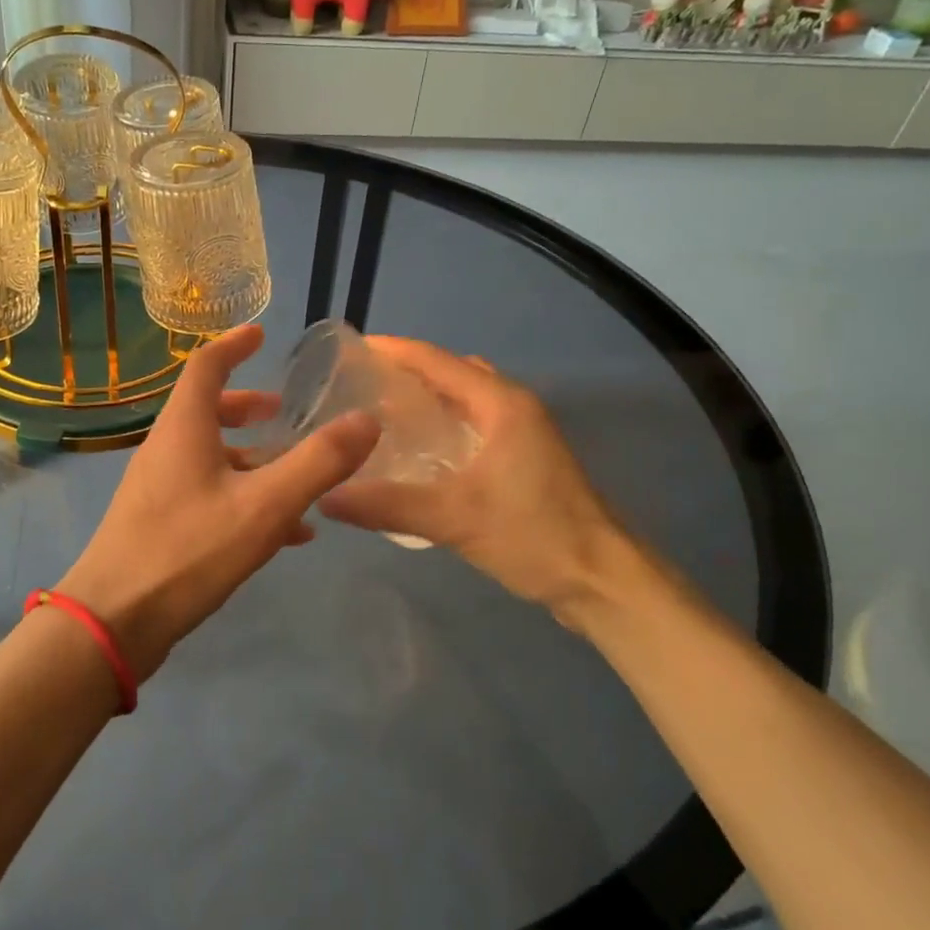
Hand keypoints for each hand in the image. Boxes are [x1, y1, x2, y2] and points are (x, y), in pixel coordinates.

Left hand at [56, 324, 378, 679]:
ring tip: (297, 473)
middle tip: (283, 412)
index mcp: (184, 428)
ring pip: (211, 456)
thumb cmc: (188, 550)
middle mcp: (166, 449)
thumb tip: (367, 420)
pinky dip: (245, 496)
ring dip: (252, 456)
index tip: (261, 334)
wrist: (113, 622)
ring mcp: (159, 488)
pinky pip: (209, 494)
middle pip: (207, 410)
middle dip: (248, 407)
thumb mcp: (264, 506)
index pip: (206, 366)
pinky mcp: (160, 524)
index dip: (234, 345)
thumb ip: (318, 463)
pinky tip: (285, 531)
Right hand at [318, 338, 645, 629]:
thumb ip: (388, 505)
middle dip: (406, 373)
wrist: (602, 580)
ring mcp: (522, 433)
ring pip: (465, 400)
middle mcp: (513, 406)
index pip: (436, 360)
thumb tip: (326, 496)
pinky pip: (474, 424)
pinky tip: (417, 452)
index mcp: (500, 403)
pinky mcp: (524, 459)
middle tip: (359, 386)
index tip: (351, 348)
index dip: (393, 350)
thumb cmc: (534, 535)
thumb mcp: (454, 518)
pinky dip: (444, 425)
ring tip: (380, 414)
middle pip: (451, 373)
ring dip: (427, 400)